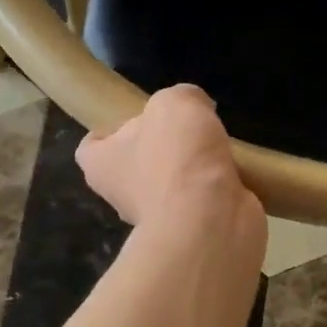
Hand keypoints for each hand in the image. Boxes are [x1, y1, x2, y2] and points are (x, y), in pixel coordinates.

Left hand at [77, 85, 263, 236]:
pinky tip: (235, 172)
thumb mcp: (176, 103)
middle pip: (136, 163)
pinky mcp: (194, 229)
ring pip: (172, 183)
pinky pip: (202, 200)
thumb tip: (195, 110)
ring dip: (193, 168)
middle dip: (160, 147)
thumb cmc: (177, 158)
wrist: (211, 220)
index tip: (135, 119)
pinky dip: (217, 188)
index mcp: (102, 164)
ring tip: (218, 147)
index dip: (108, 132)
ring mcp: (159, 217)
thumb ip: (182, 97)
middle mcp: (124, 194)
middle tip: (187, 128)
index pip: (91, 147)